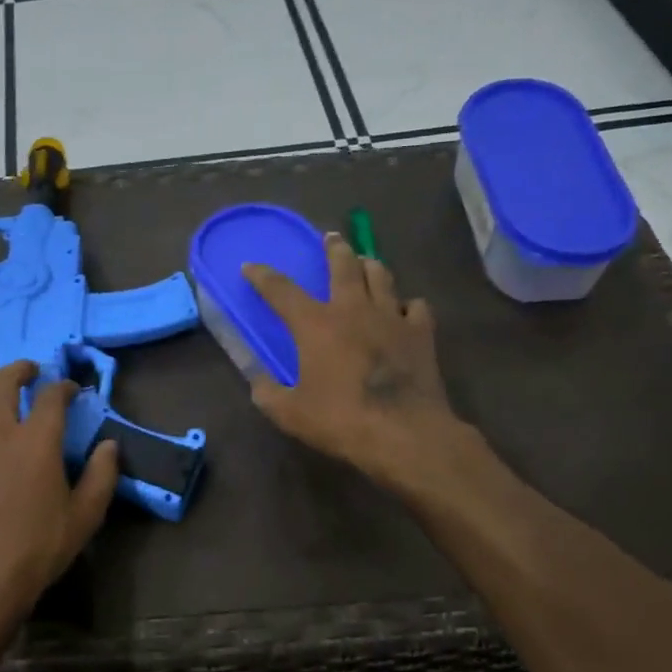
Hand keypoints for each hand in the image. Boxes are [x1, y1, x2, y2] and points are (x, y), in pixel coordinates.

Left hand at [0, 359, 118, 626]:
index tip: (70, 389)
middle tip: (30, 371)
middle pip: (5, 383)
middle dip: (20, 371)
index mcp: (38, 440)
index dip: (63, 386)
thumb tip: (109, 445)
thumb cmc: (37, 547)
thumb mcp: (85, 516)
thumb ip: (102, 476)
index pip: (51, 397)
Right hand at [243, 234, 462, 487]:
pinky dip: (406, 303)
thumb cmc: (341, 420)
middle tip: (330, 238)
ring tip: (365, 262)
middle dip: (333, 248)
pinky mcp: (421, 333)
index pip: (282, 290)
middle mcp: (353, 309)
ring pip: (381, 276)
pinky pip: (415, 306)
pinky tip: (403, 310)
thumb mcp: (289, 413)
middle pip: (343, 265)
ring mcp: (392, 317)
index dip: (263, 276)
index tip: (250, 266)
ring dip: (369, 265)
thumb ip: (267, 393)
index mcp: (316, 325)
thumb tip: (257, 381)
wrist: (404, 433)